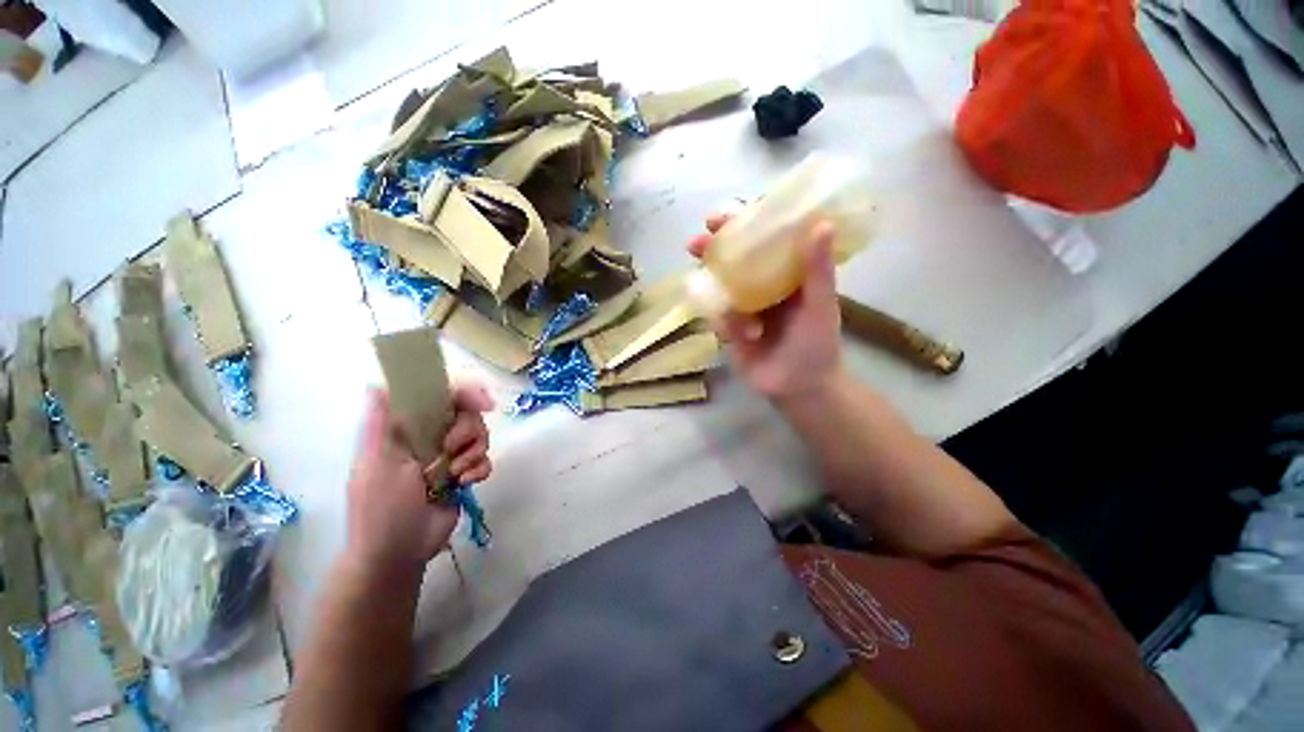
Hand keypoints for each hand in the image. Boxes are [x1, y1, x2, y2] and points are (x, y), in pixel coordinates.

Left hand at [343, 384, 494, 571]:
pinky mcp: (463, 473)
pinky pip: (485, 460)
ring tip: (454, 475)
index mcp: (407, 429)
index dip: (464, 391)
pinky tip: (464, 485)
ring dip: (472, 454)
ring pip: (480, 435)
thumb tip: (375, 385)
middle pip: (467, 413)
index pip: (439, 395)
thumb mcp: (376, 463)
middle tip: (452, 449)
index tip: (484, 401)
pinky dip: (479, 470)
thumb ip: (380, 425)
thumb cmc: (381, 508)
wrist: (399, 553)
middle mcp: (430, 436)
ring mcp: (449, 456)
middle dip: (468, 430)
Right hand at [687, 214, 842, 400]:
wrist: (800, 388)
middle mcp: (763, 286)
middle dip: (713, 249)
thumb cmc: (817, 345)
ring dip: (708, 280)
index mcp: (786, 274)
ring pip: (720, 286)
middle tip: (696, 242)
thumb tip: (821, 223)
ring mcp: (744, 307)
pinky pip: (718, 317)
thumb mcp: (820, 306)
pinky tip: (743, 334)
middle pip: (734, 259)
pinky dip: (723, 320)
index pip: (764, 240)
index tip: (727, 215)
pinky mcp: (731, 329)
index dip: (745, 224)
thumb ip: (818, 269)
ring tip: (700, 281)